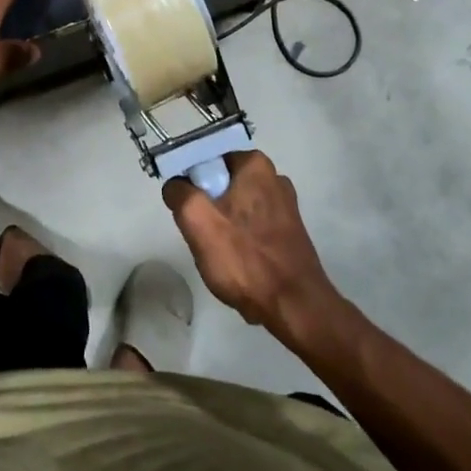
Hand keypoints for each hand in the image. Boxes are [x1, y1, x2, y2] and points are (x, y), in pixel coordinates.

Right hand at [163, 150, 343, 337]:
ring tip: (223, 256)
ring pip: (237, 209)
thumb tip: (177, 186)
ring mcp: (285, 205)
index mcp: (254, 164)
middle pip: (222, 186)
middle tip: (204, 238)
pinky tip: (241, 265)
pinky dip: (244, 243)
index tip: (191, 215)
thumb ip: (179, 193)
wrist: (294, 307)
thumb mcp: (197, 220)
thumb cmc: (244, 258)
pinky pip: (254, 228)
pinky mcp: (290, 232)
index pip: (207, 163)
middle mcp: (274, 177)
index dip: (193, 187)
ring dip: (225, 229)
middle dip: (210, 210)